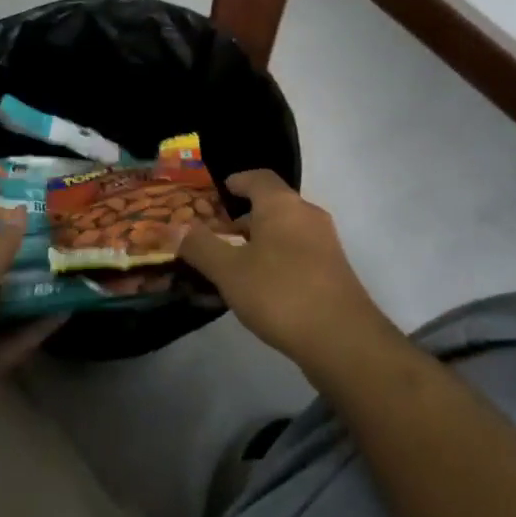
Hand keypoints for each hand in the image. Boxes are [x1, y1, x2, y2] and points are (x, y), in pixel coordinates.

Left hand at [0, 227, 61, 449]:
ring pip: (0, 308)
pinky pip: (9, 340)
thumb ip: (0, 246)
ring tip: (72, 273)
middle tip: (65, 245)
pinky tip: (67, 311)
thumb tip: (21, 211)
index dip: (5, 233)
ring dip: (31, 294)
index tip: (45, 223)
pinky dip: (34, 327)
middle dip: (22, 263)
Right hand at [179, 170, 396, 373]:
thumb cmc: (280, 293)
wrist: (343, 339)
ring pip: (286, 230)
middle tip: (219, 233)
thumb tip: (173, 227)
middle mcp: (307, 214)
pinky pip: (298, 252)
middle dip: (245, 216)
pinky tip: (263, 287)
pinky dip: (277, 258)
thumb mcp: (230, 271)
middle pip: (273, 204)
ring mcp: (325, 242)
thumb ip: (200, 247)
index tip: (222, 189)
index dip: (238, 180)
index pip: (259, 177)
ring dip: (261, 240)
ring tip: (236, 264)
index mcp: (282, 204)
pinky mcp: (334, 270)